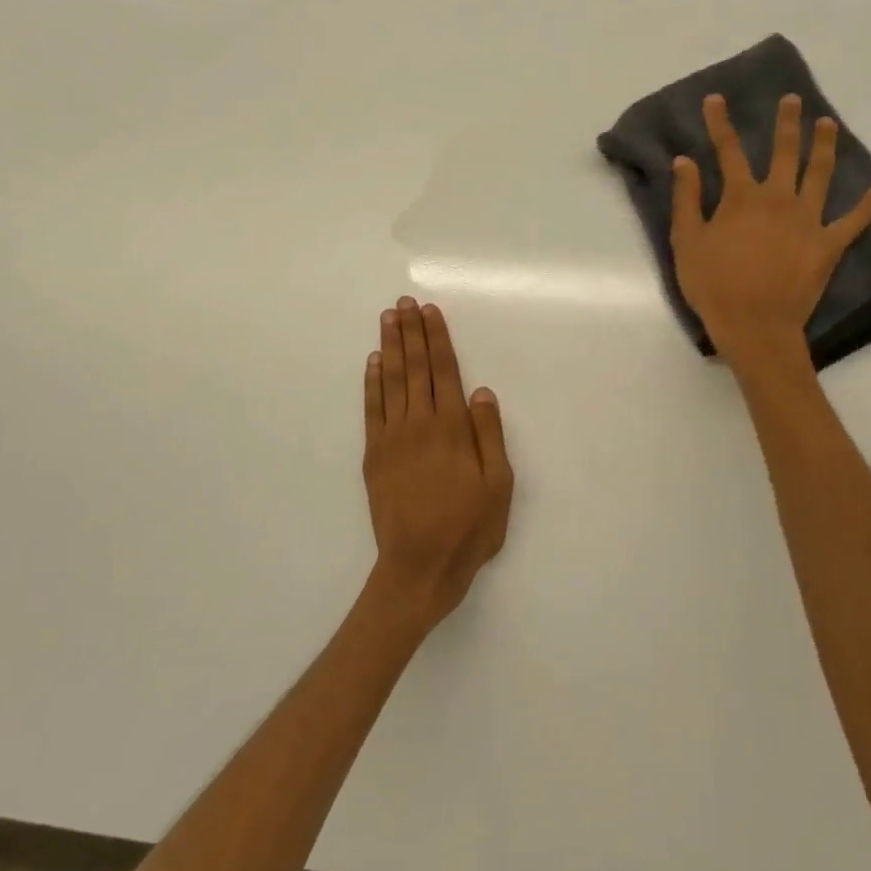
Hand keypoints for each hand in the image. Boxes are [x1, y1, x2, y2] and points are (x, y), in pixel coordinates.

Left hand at [362, 297, 513, 630]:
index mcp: (452, 429)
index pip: (443, 371)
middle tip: (404, 303)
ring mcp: (391, 438)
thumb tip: (481, 391)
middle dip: (411, 332)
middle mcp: (419, 424)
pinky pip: (371, 409)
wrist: (419, 567)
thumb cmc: (468, 528)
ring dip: (389, 347)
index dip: (437, 338)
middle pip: (414, 368)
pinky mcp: (374, 455)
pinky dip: (371, 383)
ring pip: (390, 381)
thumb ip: (490, 435)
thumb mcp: (499, 485)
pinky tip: (373, 363)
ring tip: (388, 319)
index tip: (430, 311)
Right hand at [671, 93, 870, 363]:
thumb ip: (687, 199)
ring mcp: (808, 221)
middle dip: (786, 123)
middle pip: (784, 152)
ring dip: (825, 146)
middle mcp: (778, 199)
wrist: (755, 326)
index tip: (716, 99)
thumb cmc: (713, 286)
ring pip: (820, 174)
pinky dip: (867, 205)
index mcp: (741, 198)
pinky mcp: (829, 245)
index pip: (729, 151)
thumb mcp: (687, 242)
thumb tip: (684, 161)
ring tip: (828, 124)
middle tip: (792, 100)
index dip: (720, 123)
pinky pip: (853, 221)